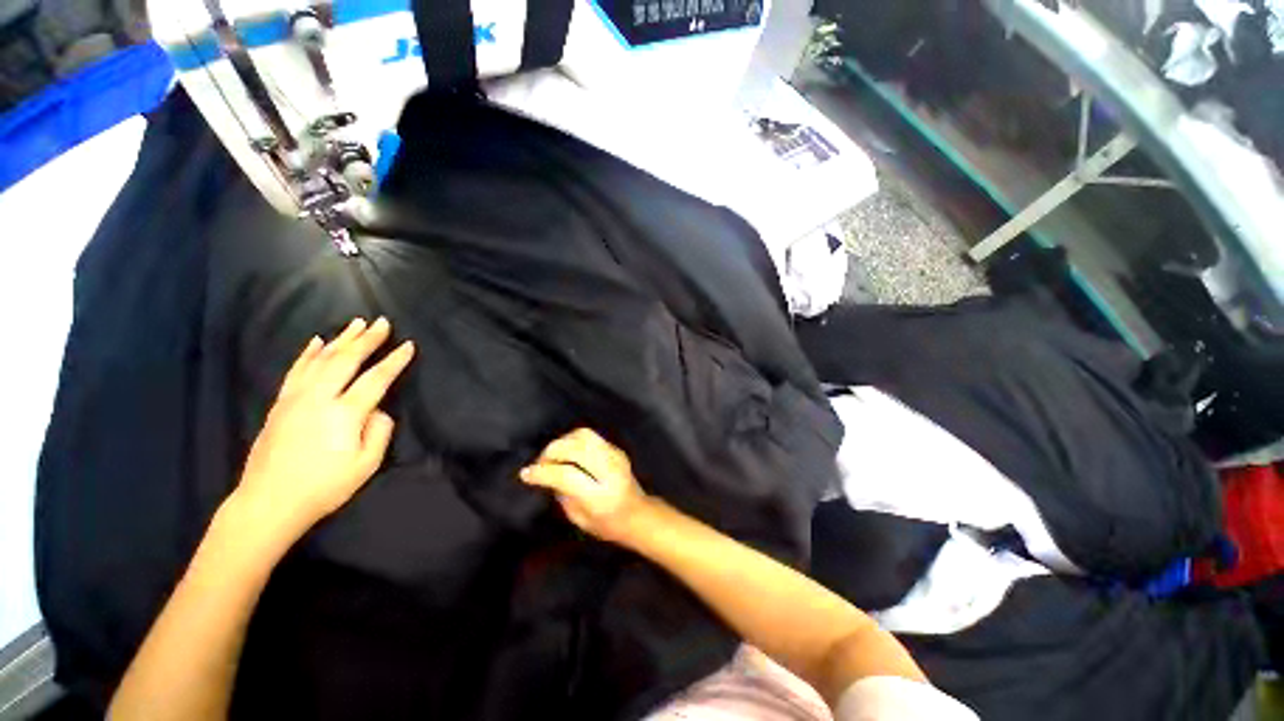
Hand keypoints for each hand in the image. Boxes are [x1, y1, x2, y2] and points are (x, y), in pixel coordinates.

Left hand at [234, 317, 415, 539]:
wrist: (268, 503)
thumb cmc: (323, 487)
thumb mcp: (365, 466)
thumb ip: (379, 433)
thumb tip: (378, 411)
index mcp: (344, 414)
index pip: (376, 379)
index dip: (394, 361)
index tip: (408, 345)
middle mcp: (319, 398)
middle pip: (346, 360)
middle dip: (367, 339)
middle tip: (383, 322)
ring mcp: (295, 398)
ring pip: (321, 359)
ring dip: (341, 339)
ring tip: (356, 323)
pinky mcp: (280, 404)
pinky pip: (296, 370)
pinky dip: (308, 353)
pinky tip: (316, 341)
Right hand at [520, 429, 651, 544]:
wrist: (638, 514)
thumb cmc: (607, 524)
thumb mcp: (579, 518)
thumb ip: (562, 494)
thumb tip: (545, 474)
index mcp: (600, 496)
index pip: (567, 475)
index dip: (543, 472)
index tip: (526, 474)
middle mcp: (610, 471)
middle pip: (576, 448)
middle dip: (552, 452)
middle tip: (540, 463)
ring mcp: (615, 456)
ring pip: (584, 435)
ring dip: (563, 442)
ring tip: (553, 456)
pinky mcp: (616, 448)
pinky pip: (590, 436)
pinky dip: (573, 440)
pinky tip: (567, 452)